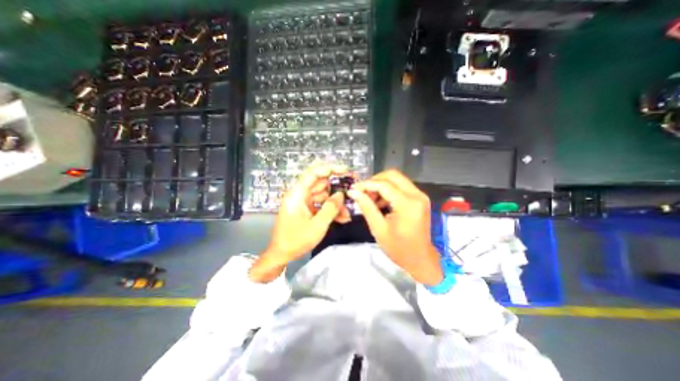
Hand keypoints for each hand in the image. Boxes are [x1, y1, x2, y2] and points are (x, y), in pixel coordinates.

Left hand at [248, 164, 347, 281]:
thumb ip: (330, 208)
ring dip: (336, 203)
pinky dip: (330, 210)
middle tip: (353, 189)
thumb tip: (341, 194)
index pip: (313, 173)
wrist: (281, 255)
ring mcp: (303, 202)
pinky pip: (321, 205)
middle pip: (321, 184)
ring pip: (323, 196)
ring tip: (347, 214)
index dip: (330, 168)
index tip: (345, 170)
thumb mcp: (317, 226)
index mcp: (297, 194)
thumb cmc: (296, 240)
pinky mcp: (306, 209)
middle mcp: (300, 194)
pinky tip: (342, 218)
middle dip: (337, 187)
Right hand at [347, 169, 444, 285]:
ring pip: (396, 179)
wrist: (420, 259)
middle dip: (374, 181)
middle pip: (392, 175)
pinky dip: (388, 190)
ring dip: (381, 185)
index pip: (383, 184)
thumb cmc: (399, 248)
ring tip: (370, 199)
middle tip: (362, 193)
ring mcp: (420, 195)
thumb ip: (366, 207)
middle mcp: (417, 195)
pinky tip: (380, 202)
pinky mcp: (419, 198)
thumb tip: (353, 192)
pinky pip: (401, 186)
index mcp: (407, 204)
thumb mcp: (379, 228)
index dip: (366, 184)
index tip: (353, 189)